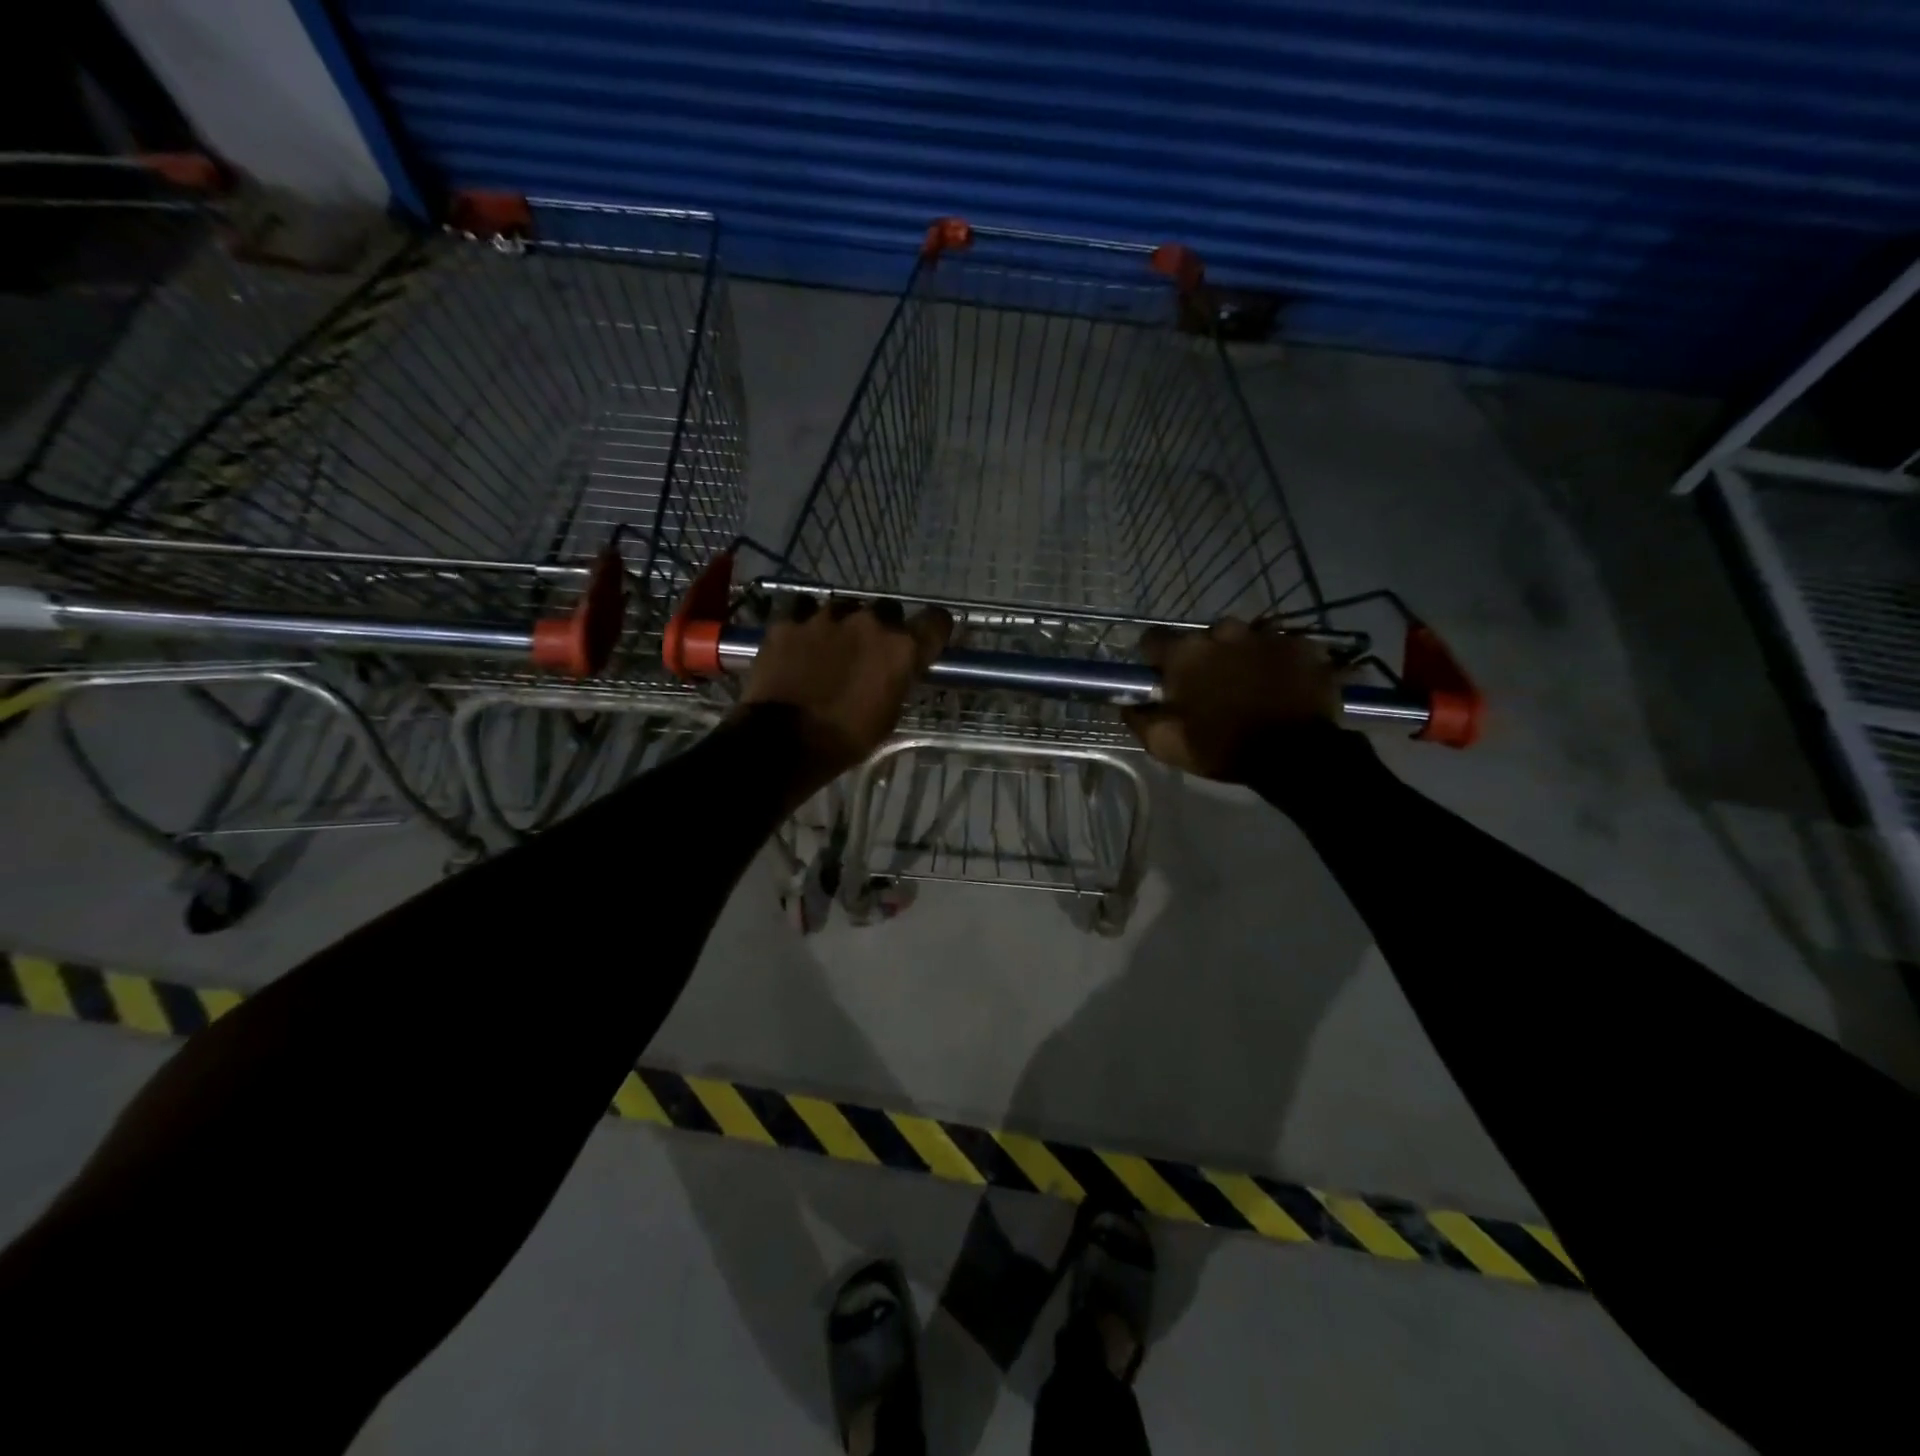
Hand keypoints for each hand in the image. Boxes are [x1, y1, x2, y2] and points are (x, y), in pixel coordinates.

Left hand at [736, 596, 952, 801]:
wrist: (783, 742)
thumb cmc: (846, 739)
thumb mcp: (888, 716)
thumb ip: (897, 681)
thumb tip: (895, 671)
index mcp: (902, 649)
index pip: (936, 621)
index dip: (933, 629)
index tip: (926, 639)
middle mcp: (870, 623)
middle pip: (888, 609)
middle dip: (884, 627)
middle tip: (871, 650)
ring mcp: (826, 617)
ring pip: (845, 607)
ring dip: (844, 624)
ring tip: (831, 646)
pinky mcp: (790, 621)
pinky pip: (804, 609)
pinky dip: (806, 622)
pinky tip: (800, 639)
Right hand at [1122, 618, 1339, 782]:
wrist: (1295, 755)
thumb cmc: (1222, 747)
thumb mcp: (1166, 744)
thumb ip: (1139, 719)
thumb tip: (1127, 704)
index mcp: (1186, 653)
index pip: (1153, 639)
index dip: (1155, 658)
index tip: (1161, 676)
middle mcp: (1224, 632)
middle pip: (1203, 637)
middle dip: (1203, 656)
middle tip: (1211, 686)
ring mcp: (1267, 635)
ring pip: (1244, 637)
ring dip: (1241, 655)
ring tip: (1251, 683)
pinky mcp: (1303, 645)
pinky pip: (1282, 646)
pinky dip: (1278, 661)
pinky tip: (1282, 684)